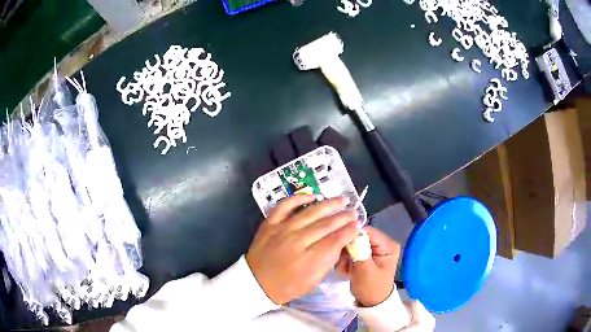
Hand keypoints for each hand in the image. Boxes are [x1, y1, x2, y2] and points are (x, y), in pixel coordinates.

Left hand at [246, 195, 358, 304]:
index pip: (335, 240)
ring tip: (343, 199)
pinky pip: (285, 205)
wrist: (256, 282)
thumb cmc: (287, 285)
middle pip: (325, 225)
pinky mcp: (270, 223)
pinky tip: (312, 196)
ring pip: (310, 212)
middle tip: (354, 211)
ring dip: (329, 204)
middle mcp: (296, 241)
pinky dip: (299, 198)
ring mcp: (281, 229)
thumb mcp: (312, 281)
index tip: (358, 224)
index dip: (349, 231)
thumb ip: (328, 261)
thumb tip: (340, 242)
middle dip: (343, 216)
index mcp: (308, 260)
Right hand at [336, 226, 400, 306]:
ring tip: (344, 269)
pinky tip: (346, 270)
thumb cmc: (371, 288)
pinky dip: (346, 260)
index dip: (353, 236)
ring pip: (353, 244)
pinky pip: (352, 251)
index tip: (340, 247)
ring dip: (345, 256)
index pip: (368, 231)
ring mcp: (374, 249)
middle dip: (348, 249)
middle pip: (359, 237)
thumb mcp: (365, 270)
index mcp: (388, 245)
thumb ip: (359, 251)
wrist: (371, 303)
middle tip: (343, 263)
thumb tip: (350, 234)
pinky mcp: (366, 255)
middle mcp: (382, 243)